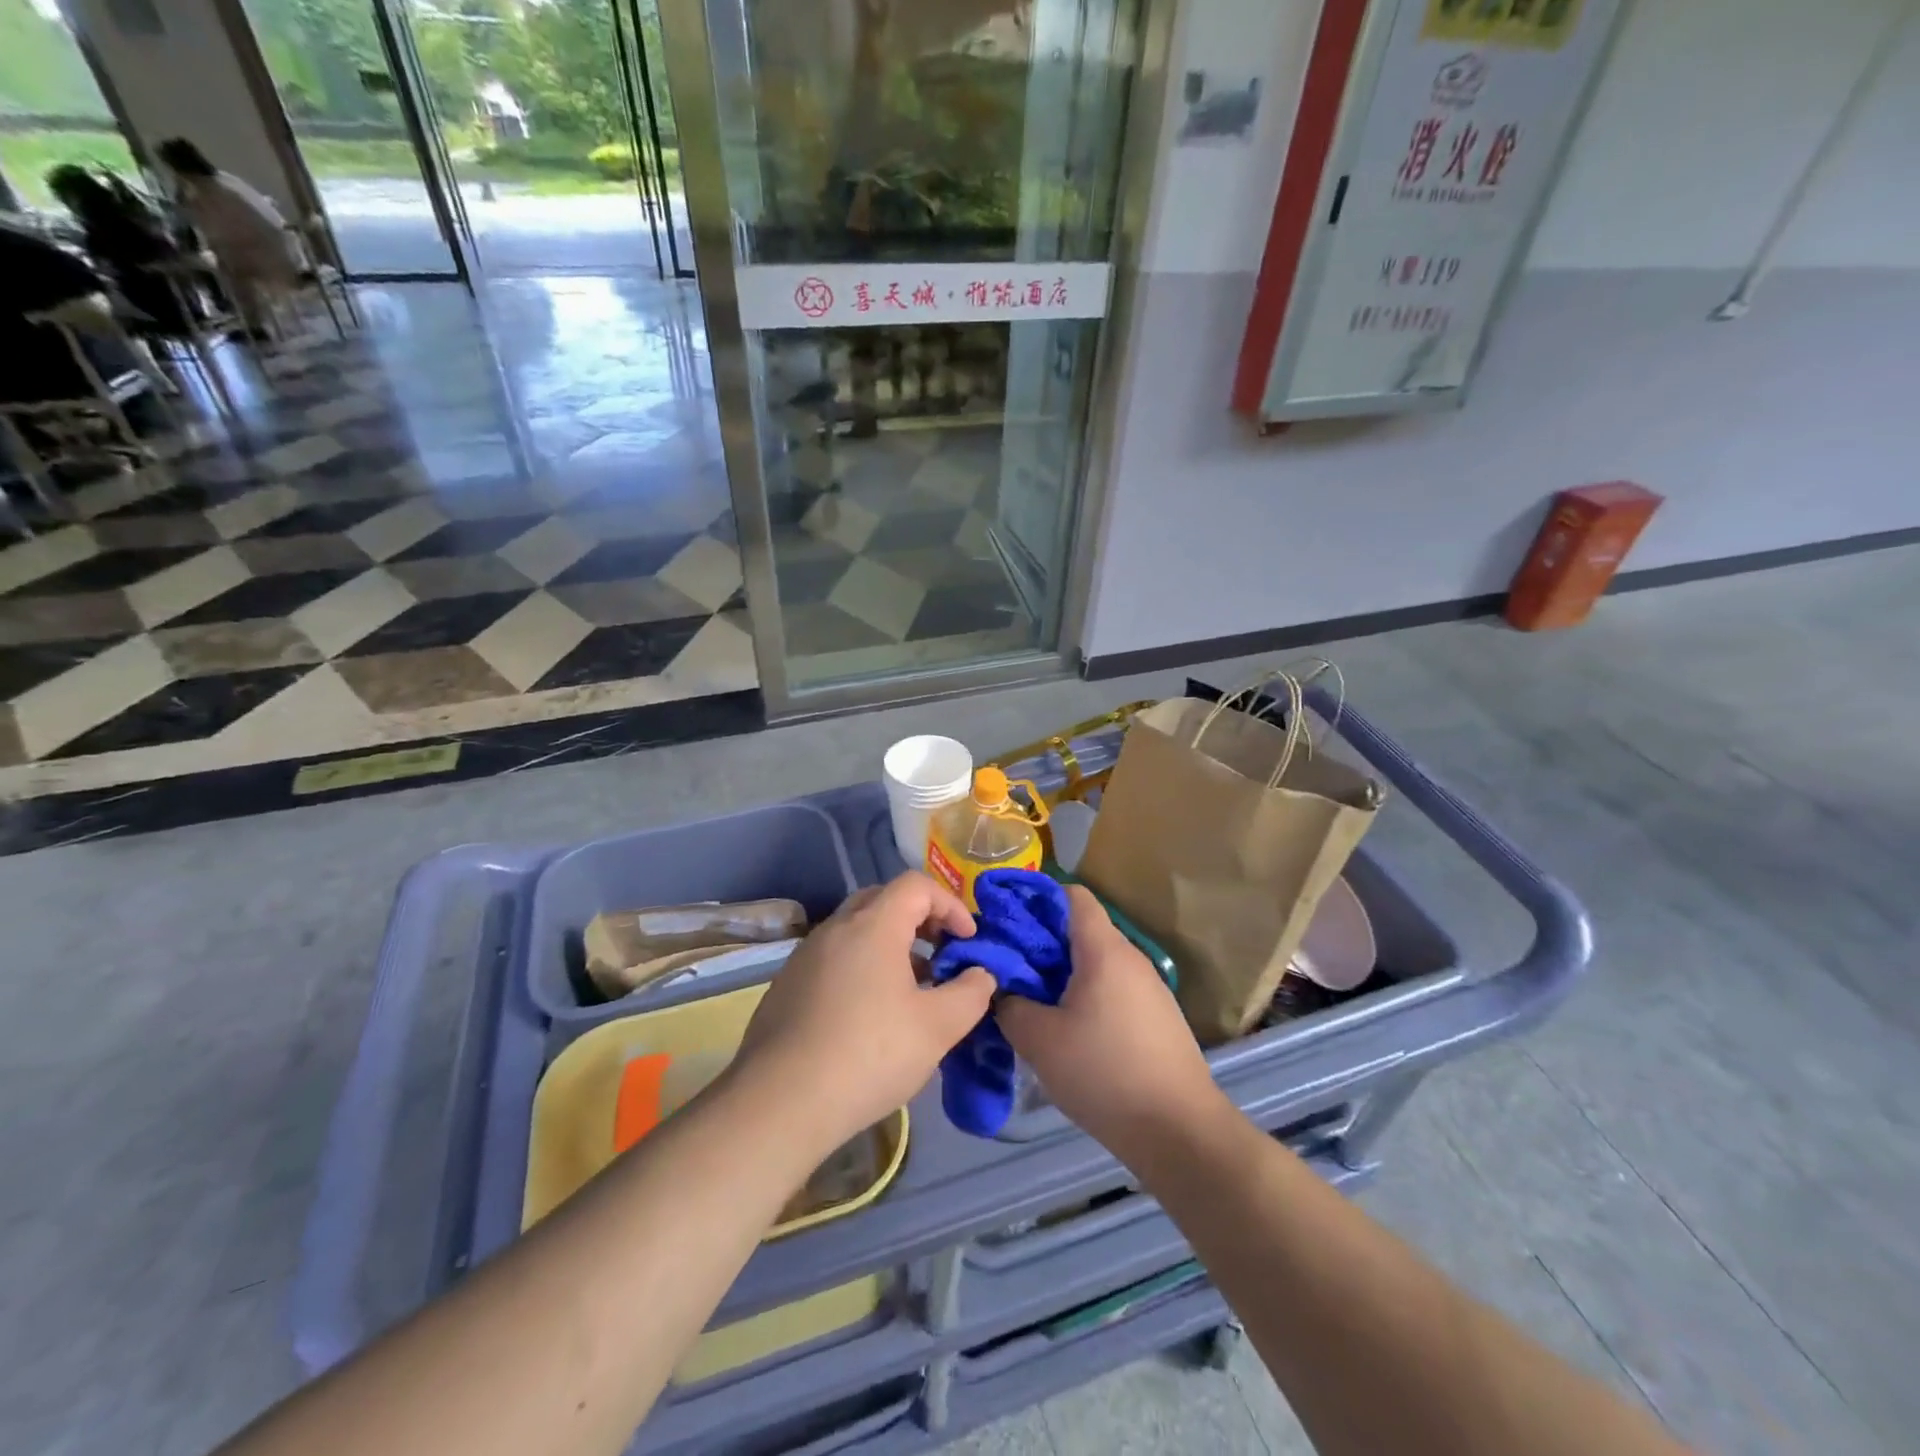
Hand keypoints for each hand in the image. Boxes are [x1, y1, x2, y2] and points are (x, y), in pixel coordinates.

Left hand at [734, 873, 996, 1148]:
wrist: (780, 1102)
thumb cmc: (869, 1054)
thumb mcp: (938, 1028)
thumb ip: (970, 993)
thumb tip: (981, 974)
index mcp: (873, 926)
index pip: (916, 885)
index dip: (950, 904)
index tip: (968, 940)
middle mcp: (835, 928)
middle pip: (883, 900)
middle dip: (920, 919)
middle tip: (941, 952)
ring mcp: (805, 956)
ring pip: (856, 931)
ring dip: (890, 946)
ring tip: (911, 988)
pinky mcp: (786, 986)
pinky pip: (833, 959)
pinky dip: (861, 968)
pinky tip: (869, 1015)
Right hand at [998, 886, 1224, 1162]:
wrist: (1179, 1131)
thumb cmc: (1105, 1073)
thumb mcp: (1040, 1041)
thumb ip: (1011, 1006)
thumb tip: (1002, 991)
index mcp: (1104, 950)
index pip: (1073, 896)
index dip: (1037, 900)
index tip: (1007, 921)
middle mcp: (1131, 959)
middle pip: (1082, 931)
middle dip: (1042, 943)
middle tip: (1009, 969)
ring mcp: (1150, 989)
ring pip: (1097, 964)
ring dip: (1063, 974)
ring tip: (1033, 1003)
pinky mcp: (1157, 1018)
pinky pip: (1113, 990)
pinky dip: (1086, 997)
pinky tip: (1069, 1032)